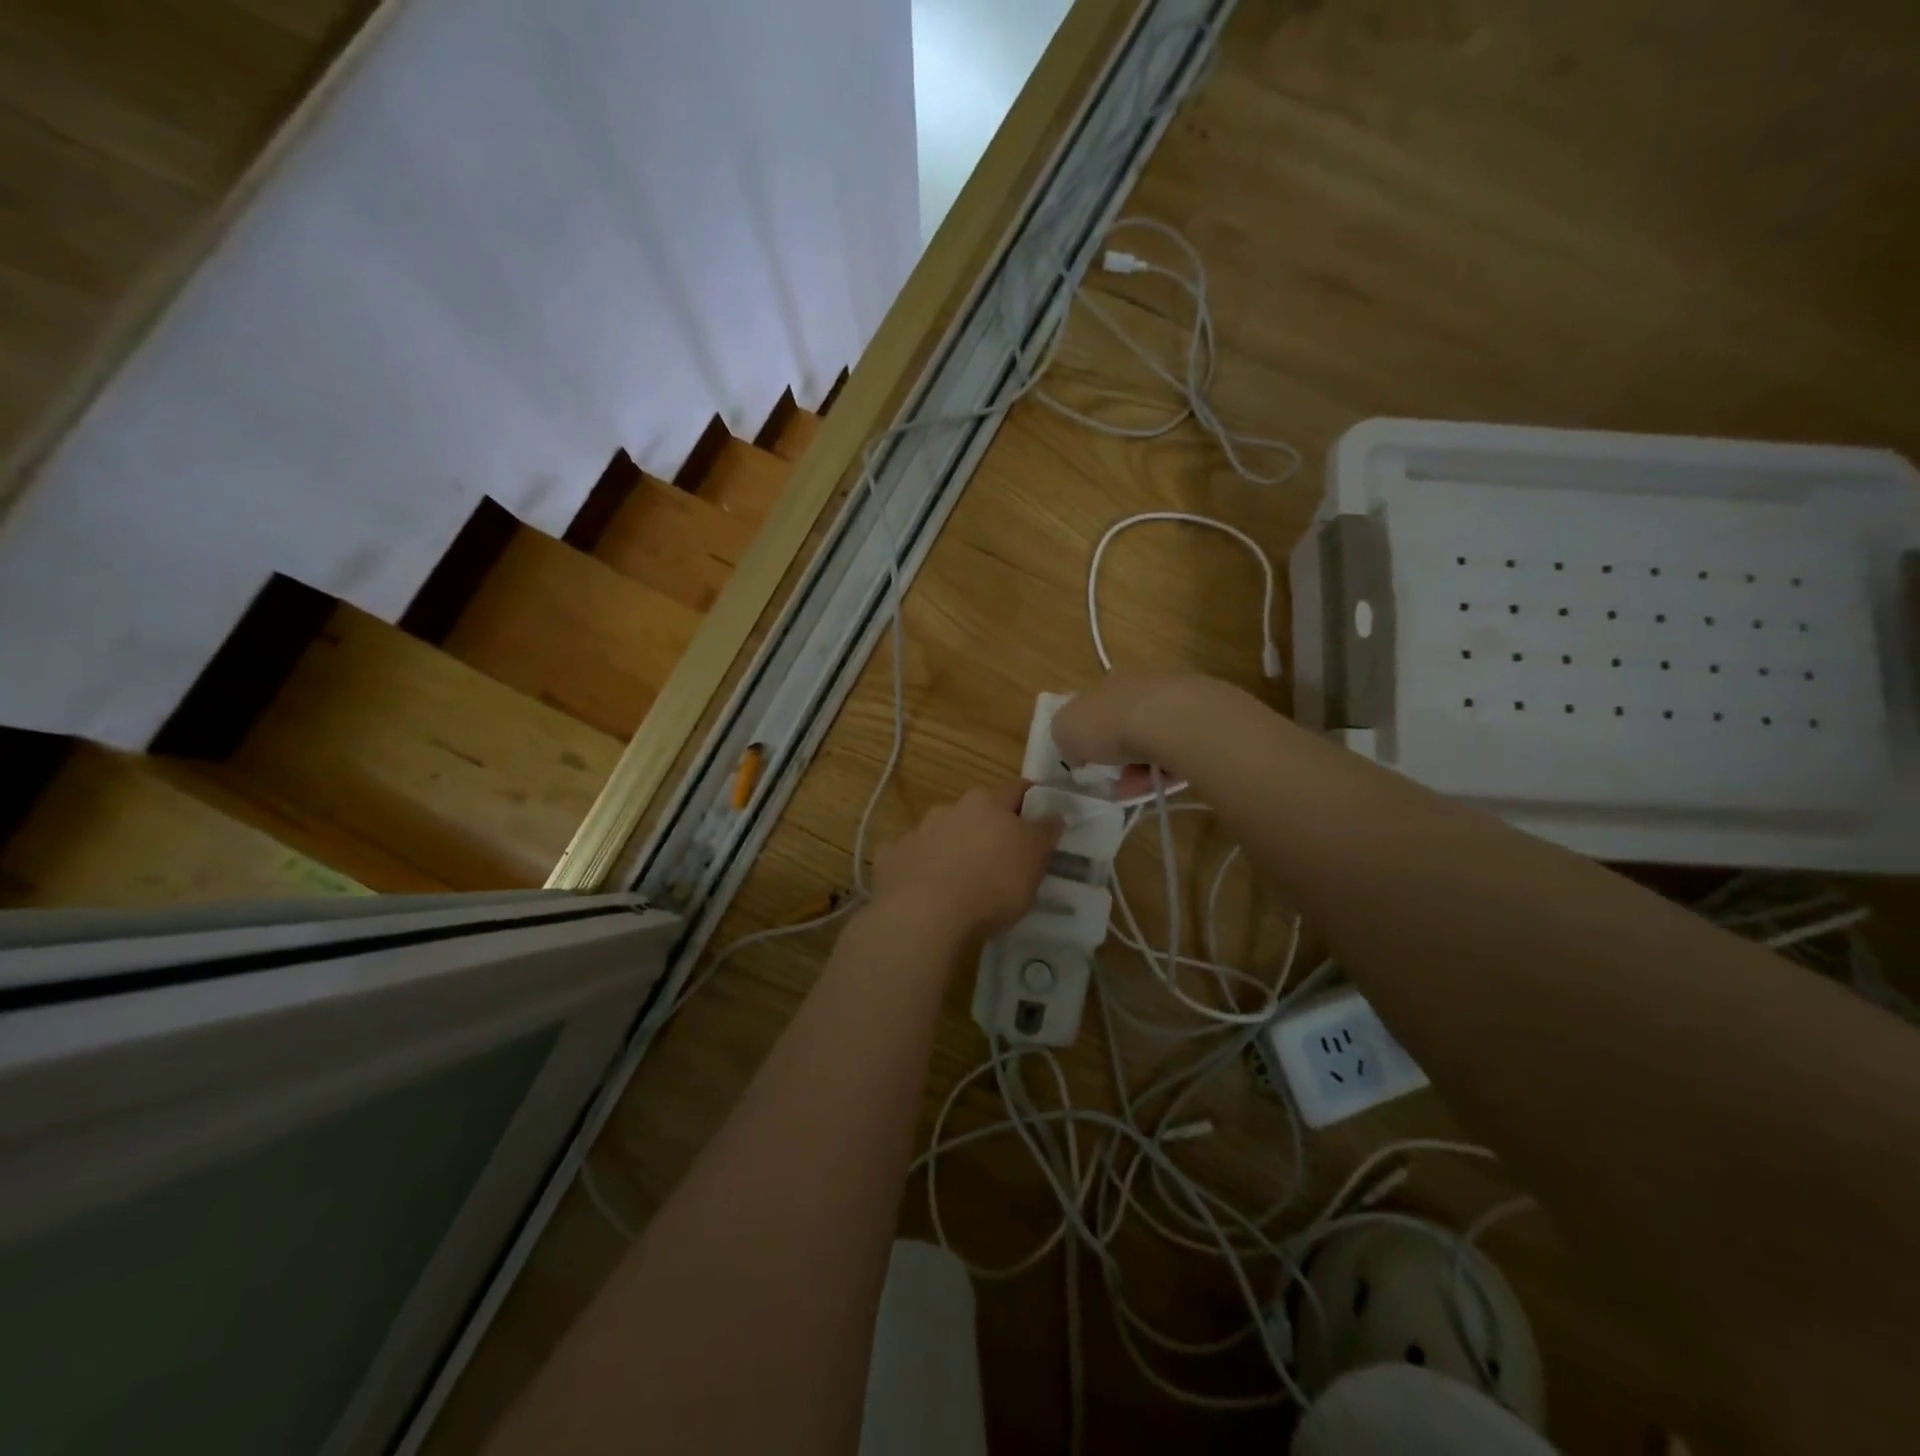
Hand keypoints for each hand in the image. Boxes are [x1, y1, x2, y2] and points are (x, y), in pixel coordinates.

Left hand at [869, 782, 1062, 943]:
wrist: (924, 914)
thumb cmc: (992, 885)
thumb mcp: (1034, 861)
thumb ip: (1044, 833)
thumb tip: (1052, 813)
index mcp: (987, 803)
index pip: (1016, 789)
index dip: (1031, 800)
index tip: (1040, 815)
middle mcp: (950, 808)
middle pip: (976, 810)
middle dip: (988, 826)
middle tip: (1001, 855)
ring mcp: (916, 832)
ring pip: (941, 832)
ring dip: (952, 846)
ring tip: (961, 878)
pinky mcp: (891, 857)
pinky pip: (910, 857)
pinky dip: (919, 867)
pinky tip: (924, 889)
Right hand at [1051, 671, 1234, 785]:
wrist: (1172, 721)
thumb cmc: (1110, 724)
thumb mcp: (1065, 729)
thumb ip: (1065, 735)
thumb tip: (1075, 746)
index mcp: (1109, 681)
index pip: (1096, 707)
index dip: (1090, 736)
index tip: (1089, 761)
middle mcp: (1143, 684)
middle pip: (1127, 724)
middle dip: (1119, 756)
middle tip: (1116, 782)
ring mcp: (1177, 699)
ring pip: (1155, 739)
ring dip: (1143, 766)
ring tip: (1139, 788)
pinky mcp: (1204, 719)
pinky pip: (1180, 749)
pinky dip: (1169, 767)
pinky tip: (1163, 782)